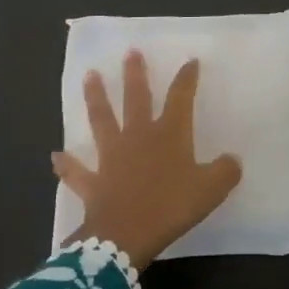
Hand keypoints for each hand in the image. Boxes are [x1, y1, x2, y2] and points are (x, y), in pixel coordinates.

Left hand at [52, 51, 242, 269]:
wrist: (125, 236)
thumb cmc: (170, 207)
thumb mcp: (210, 190)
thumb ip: (224, 172)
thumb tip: (232, 160)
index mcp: (169, 134)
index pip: (180, 98)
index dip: (186, 78)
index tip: (190, 61)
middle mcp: (138, 137)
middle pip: (136, 99)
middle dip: (135, 74)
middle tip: (130, 52)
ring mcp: (112, 157)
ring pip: (102, 120)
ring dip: (95, 98)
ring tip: (89, 75)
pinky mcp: (93, 182)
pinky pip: (77, 172)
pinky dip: (67, 165)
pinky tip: (56, 156)